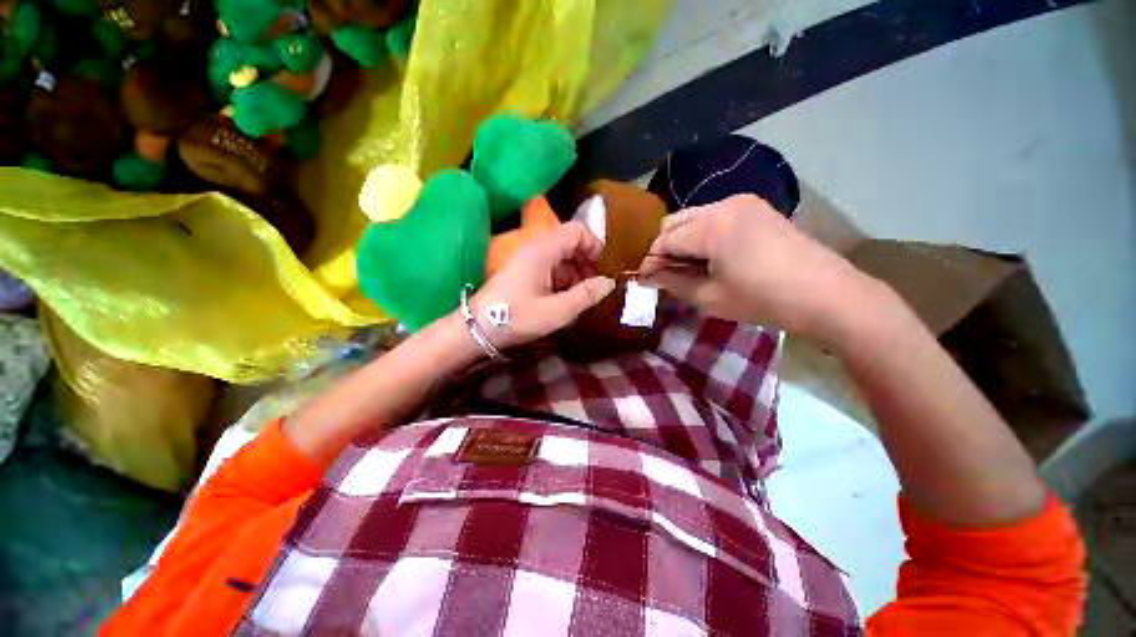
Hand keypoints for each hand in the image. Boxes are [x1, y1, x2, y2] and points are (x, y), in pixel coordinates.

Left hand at [469, 221, 615, 349]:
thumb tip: (609, 282)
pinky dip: (561, 279)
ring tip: (581, 296)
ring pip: (559, 256)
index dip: (594, 244)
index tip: (602, 267)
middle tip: (594, 285)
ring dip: (574, 272)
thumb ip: (586, 295)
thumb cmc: (518, 318)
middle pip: (568, 242)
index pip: (576, 230)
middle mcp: (535, 248)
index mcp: (543, 250)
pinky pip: (549, 267)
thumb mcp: (558, 311)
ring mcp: (527, 260)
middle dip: (586, 261)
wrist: (479, 328)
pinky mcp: (522, 272)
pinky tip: (565, 299)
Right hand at [637, 194, 875, 342]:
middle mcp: (724, 203)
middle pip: (676, 222)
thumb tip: (645, 277)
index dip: (649, 260)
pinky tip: (706, 259)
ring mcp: (743, 203)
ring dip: (682, 243)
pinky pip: (715, 220)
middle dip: (664, 249)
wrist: (828, 296)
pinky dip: (702, 238)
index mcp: (711, 224)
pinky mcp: (756, 210)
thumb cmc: (763, 299)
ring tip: (683, 269)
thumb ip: (672, 282)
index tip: (641, 279)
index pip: (664, 239)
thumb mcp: (709, 297)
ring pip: (694, 220)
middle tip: (661, 275)